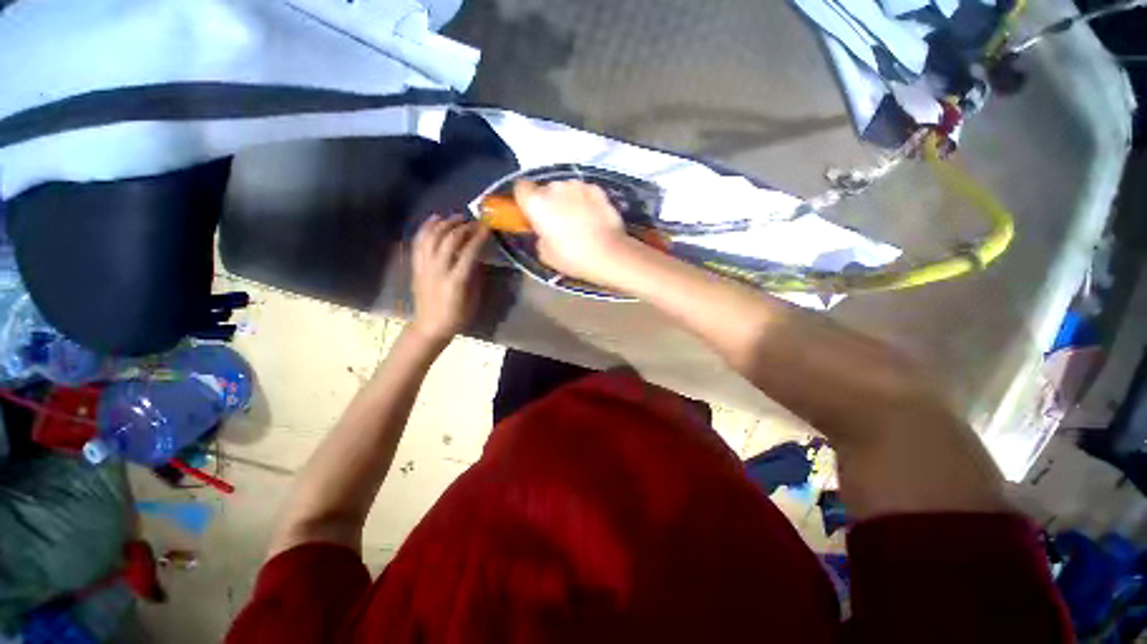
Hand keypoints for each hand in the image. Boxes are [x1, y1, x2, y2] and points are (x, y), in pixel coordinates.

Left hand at [409, 214, 489, 344]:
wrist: (431, 325)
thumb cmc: (458, 315)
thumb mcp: (474, 297)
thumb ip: (475, 274)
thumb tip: (478, 255)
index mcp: (456, 280)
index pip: (469, 251)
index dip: (479, 237)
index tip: (487, 228)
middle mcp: (438, 270)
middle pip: (450, 240)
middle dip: (464, 227)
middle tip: (474, 222)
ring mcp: (424, 266)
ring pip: (432, 236)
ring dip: (445, 223)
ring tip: (456, 217)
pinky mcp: (416, 266)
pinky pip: (419, 242)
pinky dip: (426, 228)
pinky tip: (434, 219)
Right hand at [514, 180, 640, 289]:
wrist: (609, 254)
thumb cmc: (572, 257)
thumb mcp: (544, 254)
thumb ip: (539, 236)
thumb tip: (544, 231)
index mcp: (536, 203)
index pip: (520, 187)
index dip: (525, 199)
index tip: (530, 212)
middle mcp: (554, 187)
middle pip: (545, 189)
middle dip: (548, 201)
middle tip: (556, 222)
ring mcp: (578, 185)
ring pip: (566, 189)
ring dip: (568, 200)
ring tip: (577, 220)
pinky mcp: (597, 189)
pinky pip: (584, 192)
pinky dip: (585, 201)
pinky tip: (592, 217)